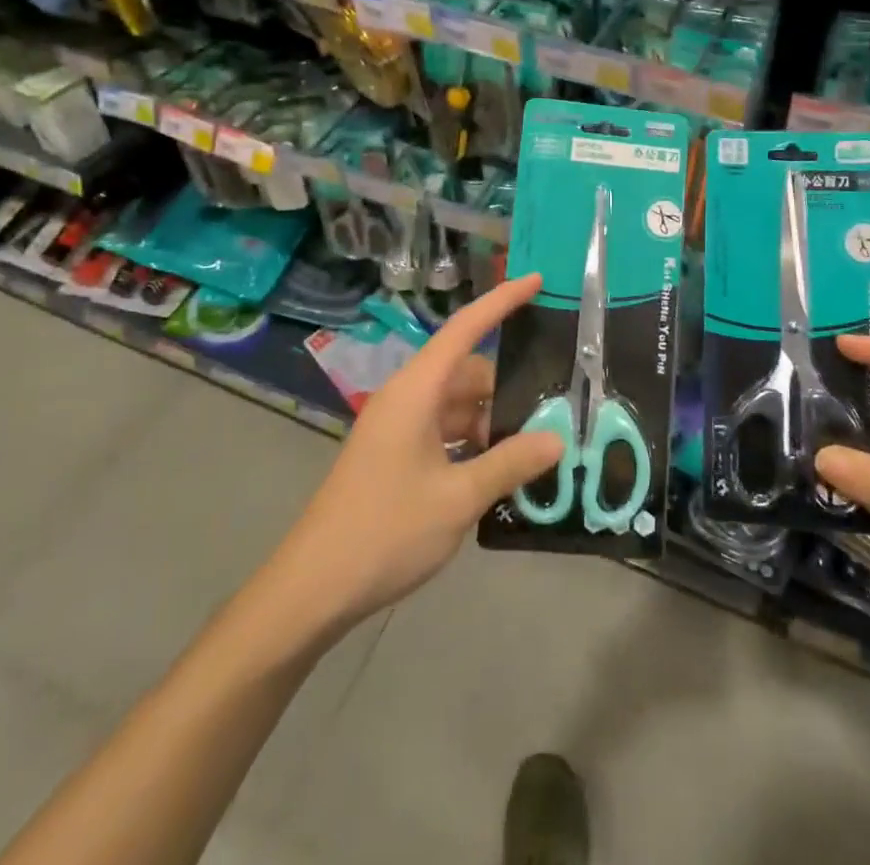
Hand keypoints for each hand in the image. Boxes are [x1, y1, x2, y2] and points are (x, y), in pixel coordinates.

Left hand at [266, 275, 564, 635]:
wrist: (313, 589)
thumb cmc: (385, 531)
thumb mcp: (457, 498)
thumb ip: (510, 464)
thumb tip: (556, 440)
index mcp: (416, 391)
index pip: (465, 329)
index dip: (502, 301)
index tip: (537, 280)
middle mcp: (407, 399)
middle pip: (467, 373)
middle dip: (509, 388)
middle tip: (555, 409)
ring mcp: (398, 428)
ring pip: (458, 406)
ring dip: (493, 422)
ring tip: (536, 446)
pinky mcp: (395, 456)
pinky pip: (444, 433)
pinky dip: (473, 445)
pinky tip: (501, 472)